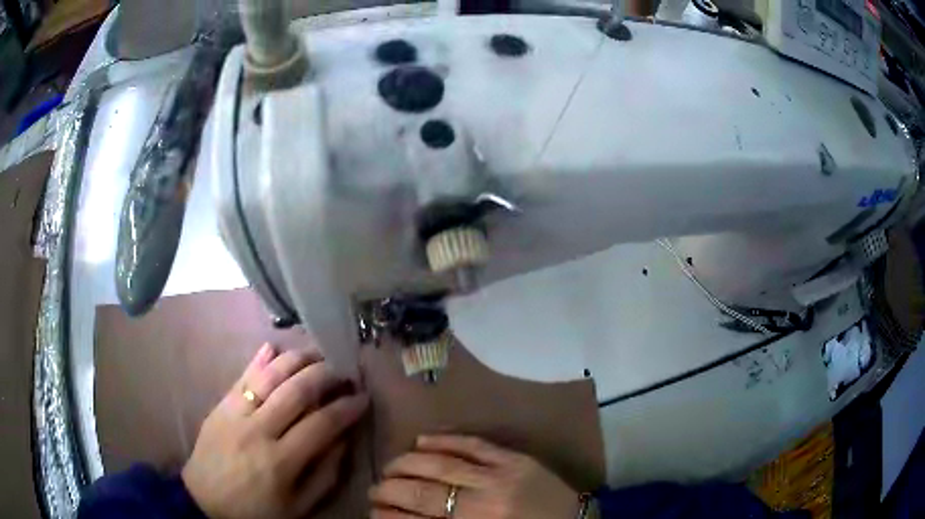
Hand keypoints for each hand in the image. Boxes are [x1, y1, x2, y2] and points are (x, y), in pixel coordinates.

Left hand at [182, 344, 368, 518]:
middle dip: (326, 374)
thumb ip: (324, 475)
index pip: (322, 424)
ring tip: (317, 353)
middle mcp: (258, 431)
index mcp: (281, 461)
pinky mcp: (220, 406)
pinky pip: (241, 376)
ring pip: (269, 376)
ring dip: (297, 360)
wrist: (203, 502)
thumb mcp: (298, 507)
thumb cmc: (256, 510)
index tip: (363, 397)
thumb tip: (344, 440)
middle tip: (344, 369)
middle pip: (297, 391)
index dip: (346, 407)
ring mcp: (235, 414)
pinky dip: (259, 359)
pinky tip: (273, 346)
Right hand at [369, 435, 578, 518]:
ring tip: (390, 467)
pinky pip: (474, 444)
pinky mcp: (516, 459)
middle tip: (374, 489)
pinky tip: (421, 440)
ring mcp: (501, 476)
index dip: (389, 516)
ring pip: (442, 465)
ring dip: (408, 463)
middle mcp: (484, 505)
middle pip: (424, 494)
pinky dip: (445, 440)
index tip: (373, 512)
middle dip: (390, 490)